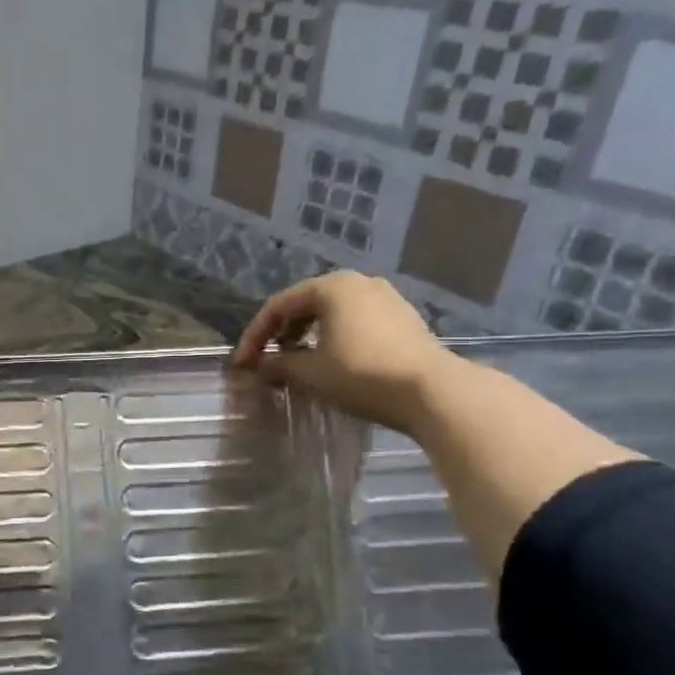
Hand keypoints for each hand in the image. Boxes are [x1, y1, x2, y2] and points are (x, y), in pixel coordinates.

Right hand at [231, 272, 455, 433]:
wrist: (433, 391)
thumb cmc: (361, 374)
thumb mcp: (310, 373)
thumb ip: (278, 366)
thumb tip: (260, 367)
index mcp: (331, 287)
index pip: (278, 306)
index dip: (254, 336)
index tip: (242, 364)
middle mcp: (358, 283)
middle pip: (306, 305)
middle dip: (282, 333)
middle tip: (268, 360)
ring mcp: (386, 299)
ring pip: (333, 314)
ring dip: (308, 336)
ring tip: (297, 362)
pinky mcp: (404, 320)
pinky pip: (356, 323)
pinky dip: (335, 338)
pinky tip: (331, 362)